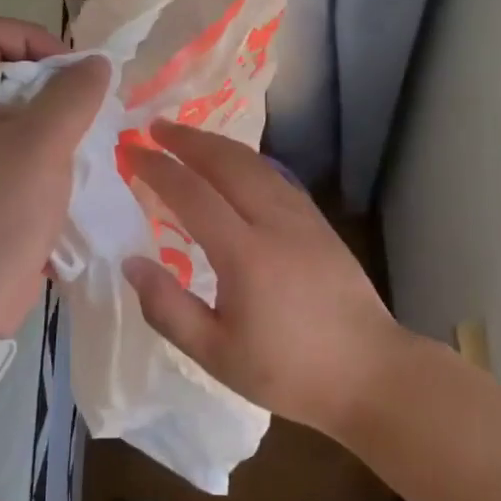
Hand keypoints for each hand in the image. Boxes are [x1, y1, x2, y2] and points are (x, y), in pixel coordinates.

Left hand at [0, 17, 108, 337]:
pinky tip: (73, 160)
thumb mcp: (42, 142)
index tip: (70, 70)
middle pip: (3, 67)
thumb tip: (97, 64)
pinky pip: (17, 140)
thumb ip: (74, 93)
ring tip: (84, 132)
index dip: (32, 37)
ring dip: (54, 112)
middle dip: (50, 77)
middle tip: (84, 102)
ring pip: (15, 106)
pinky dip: (47, 140)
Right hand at [120, 120, 406, 438]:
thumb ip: (168, 308)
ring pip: (254, 163)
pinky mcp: (318, 222)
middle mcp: (274, 221)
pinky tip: (235, 165)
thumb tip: (131, 263)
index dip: (158, 169)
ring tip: (188, 137)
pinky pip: (275, 176)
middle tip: (155, 127)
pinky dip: (245, 160)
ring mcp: (302, 217)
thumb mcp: (216, 354)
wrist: (369, 373)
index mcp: (245, 253)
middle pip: (226, 163)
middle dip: (188, 140)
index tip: (132, 152)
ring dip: (217, 144)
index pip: (192, 194)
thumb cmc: (288, 371)